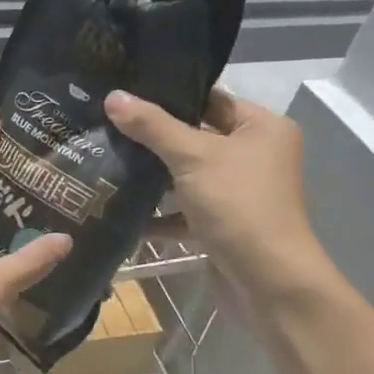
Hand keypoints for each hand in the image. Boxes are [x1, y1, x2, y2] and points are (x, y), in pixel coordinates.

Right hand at [105, 87, 332, 298]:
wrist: (268, 282)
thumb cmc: (238, 205)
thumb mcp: (192, 157)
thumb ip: (151, 126)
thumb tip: (113, 96)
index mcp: (261, 128)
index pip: (209, 98)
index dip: (169, 95)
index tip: (125, 91)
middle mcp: (254, 155)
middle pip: (195, 136)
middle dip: (152, 137)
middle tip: (106, 124)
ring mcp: (238, 192)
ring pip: (187, 175)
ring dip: (151, 175)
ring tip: (105, 159)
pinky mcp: (223, 224)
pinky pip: (185, 210)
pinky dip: (159, 213)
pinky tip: (119, 210)